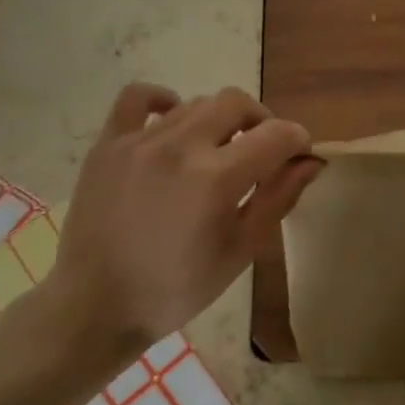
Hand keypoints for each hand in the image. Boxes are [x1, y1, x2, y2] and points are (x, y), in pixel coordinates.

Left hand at [45, 84, 320, 361]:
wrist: (94, 307)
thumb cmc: (175, 288)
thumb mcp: (239, 252)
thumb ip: (278, 199)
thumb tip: (310, 161)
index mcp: (217, 178)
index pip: (277, 134)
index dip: (297, 141)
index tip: (297, 156)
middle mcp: (180, 147)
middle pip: (236, 102)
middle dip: (260, 120)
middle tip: (258, 151)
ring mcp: (140, 140)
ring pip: (195, 102)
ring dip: (217, 120)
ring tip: (214, 151)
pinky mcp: (108, 143)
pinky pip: (137, 97)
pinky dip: (161, 100)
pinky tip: (171, 120)